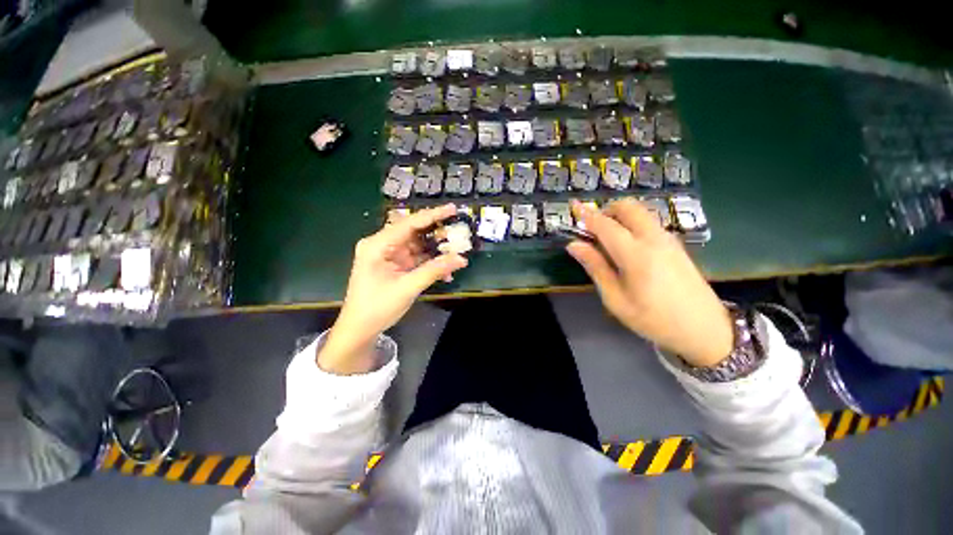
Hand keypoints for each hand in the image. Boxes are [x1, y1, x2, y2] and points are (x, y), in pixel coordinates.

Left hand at [319, 204, 467, 373]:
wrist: (360, 330)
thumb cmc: (377, 308)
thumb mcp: (407, 288)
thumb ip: (434, 270)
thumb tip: (461, 258)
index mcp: (377, 245)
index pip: (409, 224)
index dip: (432, 215)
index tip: (452, 209)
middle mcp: (382, 245)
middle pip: (414, 233)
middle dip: (437, 235)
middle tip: (459, 233)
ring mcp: (389, 256)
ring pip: (418, 247)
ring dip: (437, 252)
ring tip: (457, 254)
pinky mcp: (395, 266)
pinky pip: (417, 259)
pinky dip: (431, 264)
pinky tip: (445, 272)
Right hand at [567, 199, 732, 366]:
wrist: (705, 330)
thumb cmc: (653, 319)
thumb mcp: (615, 299)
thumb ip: (595, 267)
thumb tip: (574, 245)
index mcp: (636, 254)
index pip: (605, 225)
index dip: (586, 214)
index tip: (573, 205)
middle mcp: (654, 239)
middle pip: (628, 207)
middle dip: (606, 210)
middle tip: (592, 230)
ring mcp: (668, 239)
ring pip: (640, 213)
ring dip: (620, 217)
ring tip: (606, 240)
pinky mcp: (676, 245)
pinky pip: (649, 223)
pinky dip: (632, 224)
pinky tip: (627, 247)